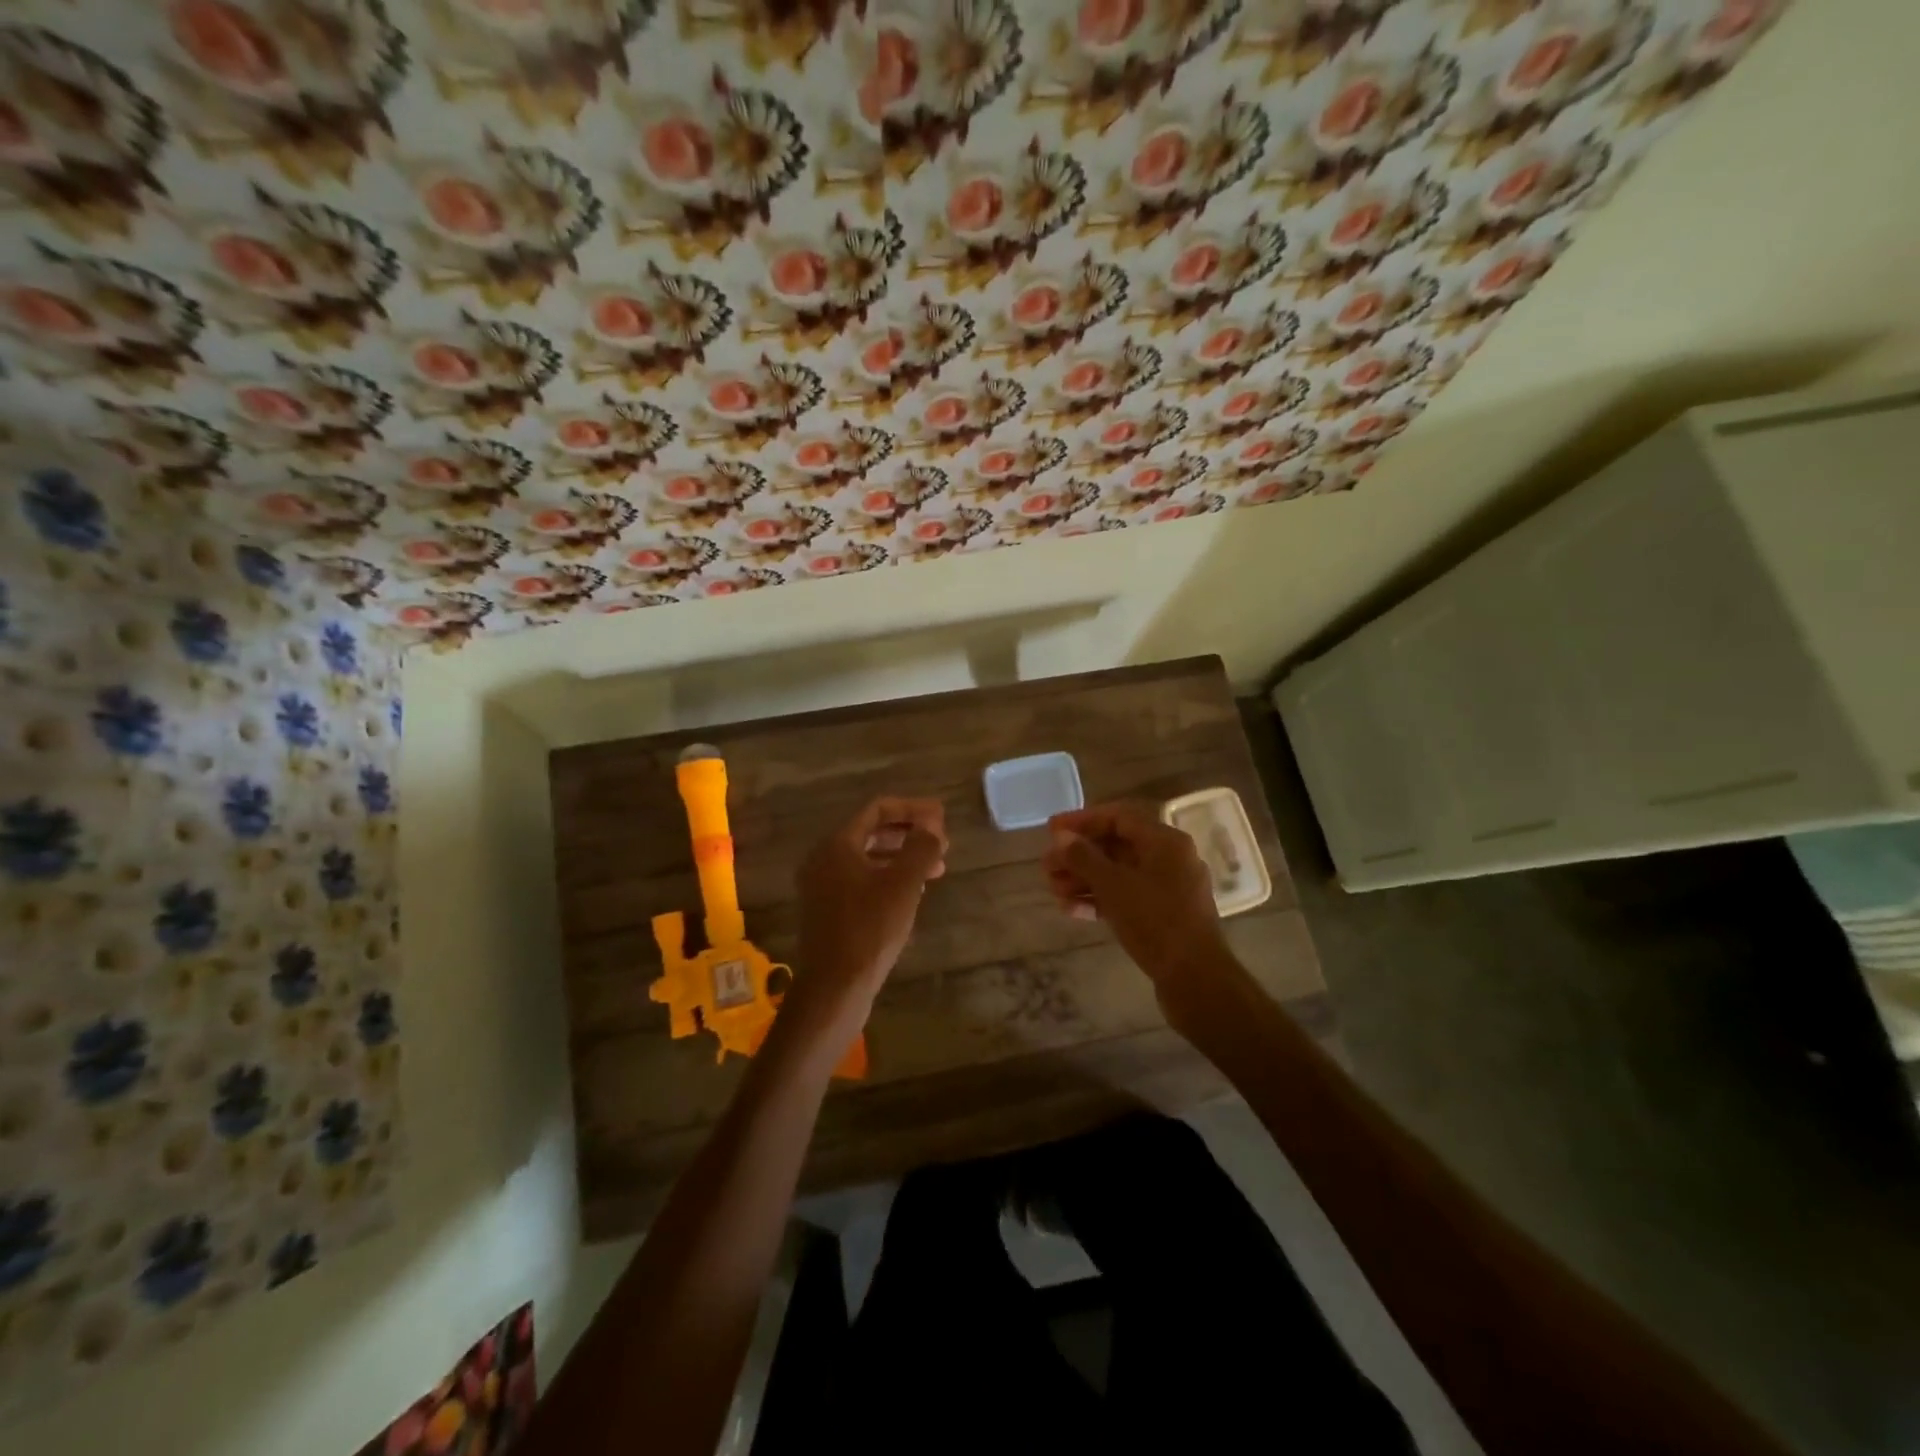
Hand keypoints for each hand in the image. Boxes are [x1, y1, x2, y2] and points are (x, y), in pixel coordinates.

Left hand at [778, 797, 946, 1060]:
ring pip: (869, 859)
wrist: (834, 987)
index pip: (877, 809)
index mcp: (837, 844)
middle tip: (942, 843)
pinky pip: (862, 880)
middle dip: (909, 834)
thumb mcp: (903, 884)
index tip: (942, 817)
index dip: (913, 809)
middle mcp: (824, 859)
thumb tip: (932, 825)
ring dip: (903, 858)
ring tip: (936, 869)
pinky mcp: (829, 910)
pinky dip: (888, 878)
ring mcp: (823, 886)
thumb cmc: (870, 928)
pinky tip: (913, 893)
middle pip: (872, 832)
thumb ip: (920, 847)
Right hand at [1043, 803, 1238, 1007]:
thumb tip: (1061, 837)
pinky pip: (1126, 896)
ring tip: (1053, 890)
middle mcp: (1169, 858)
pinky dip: (1100, 898)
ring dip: (1084, 879)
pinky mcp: (1163, 914)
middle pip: (1116, 846)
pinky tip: (1071, 909)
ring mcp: (1167, 888)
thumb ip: (1084, 857)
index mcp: (1165, 841)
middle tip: (1047, 866)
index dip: (1082, 821)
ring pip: (1118, 873)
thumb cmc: (1156, 922)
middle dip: (1078, 856)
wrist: (1195, 979)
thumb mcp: (1114, 886)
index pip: (1118, 817)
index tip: (1051, 830)